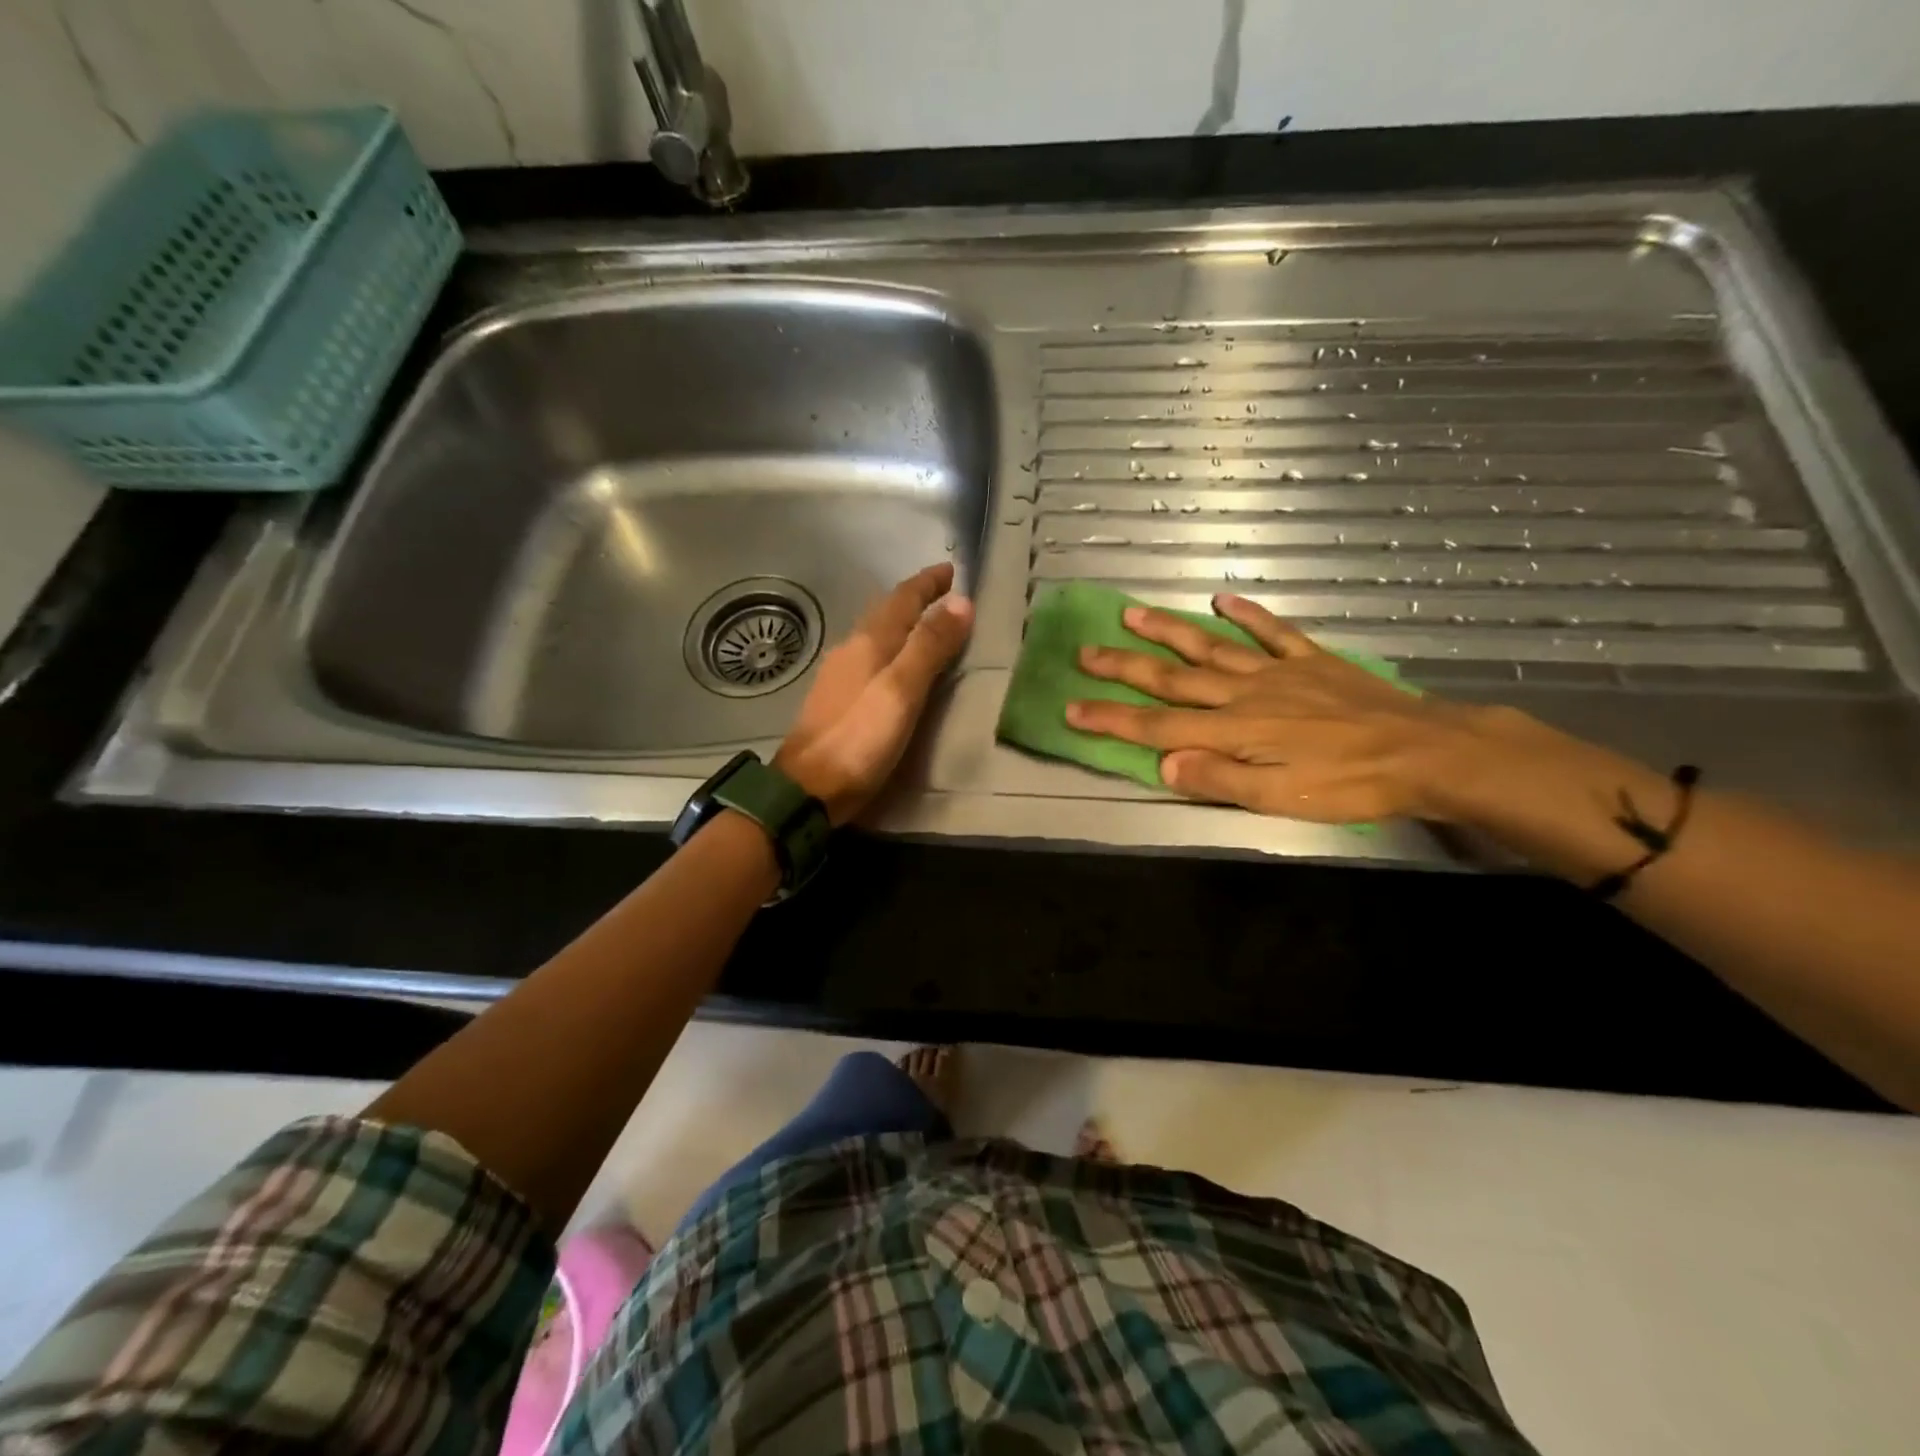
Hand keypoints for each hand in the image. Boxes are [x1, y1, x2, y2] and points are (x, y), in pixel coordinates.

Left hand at [775, 563, 972, 825]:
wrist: (806, 788)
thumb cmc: (858, 739)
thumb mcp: (901, 691)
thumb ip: (929, 647)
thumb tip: (961, 602)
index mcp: (868, 643)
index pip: (902, 599)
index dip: (927, 584)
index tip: (951, 571)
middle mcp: (850, 651)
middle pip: (885, 613)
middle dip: (914, 598)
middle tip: (942, 592)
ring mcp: (839, 676)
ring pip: (875, 636)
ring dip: (901, 623)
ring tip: (924, 624)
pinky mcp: (836, 701)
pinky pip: (869, 659)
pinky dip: (890, 650)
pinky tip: (894, 666)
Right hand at [1066, 594, 1514, 823]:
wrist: (1427, 752)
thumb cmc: (1350, 785)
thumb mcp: (1280, 799)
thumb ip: (1219, 778)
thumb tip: (1164, 762)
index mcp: (1235, 731)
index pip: (1159, 724)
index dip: (1112, 717)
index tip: (1072, 708)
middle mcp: (1245, 694)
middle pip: (1173, 678)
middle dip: (1124, 667)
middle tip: (1085, 651)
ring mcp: (1278, 672)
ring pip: (1211, 647)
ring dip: (1168, 631)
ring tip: (1131, 612)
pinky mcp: (1311, 661)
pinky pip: (1273, 632)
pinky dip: (1247, 615)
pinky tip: (1223, 599)